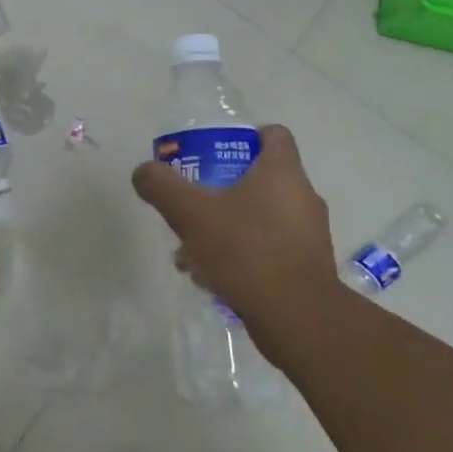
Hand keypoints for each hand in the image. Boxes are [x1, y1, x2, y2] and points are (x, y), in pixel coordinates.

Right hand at [131, 125, 339, 369]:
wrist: (296, 316)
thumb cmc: (245, 251)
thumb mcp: (191, 214)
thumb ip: (162, 187)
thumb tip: (143, 171)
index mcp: (282, 172)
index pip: (274, 134)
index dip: (246, 137)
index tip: (217, 152)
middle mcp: (303, 196)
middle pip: (262, 179)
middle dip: (224, 190)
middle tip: (195, 204)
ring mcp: (309, 234)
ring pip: (262, 218)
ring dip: (229, 227)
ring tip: (193, 251)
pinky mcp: (307, 266)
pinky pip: (270, 248)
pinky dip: (243, 255)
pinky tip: (213, 276)